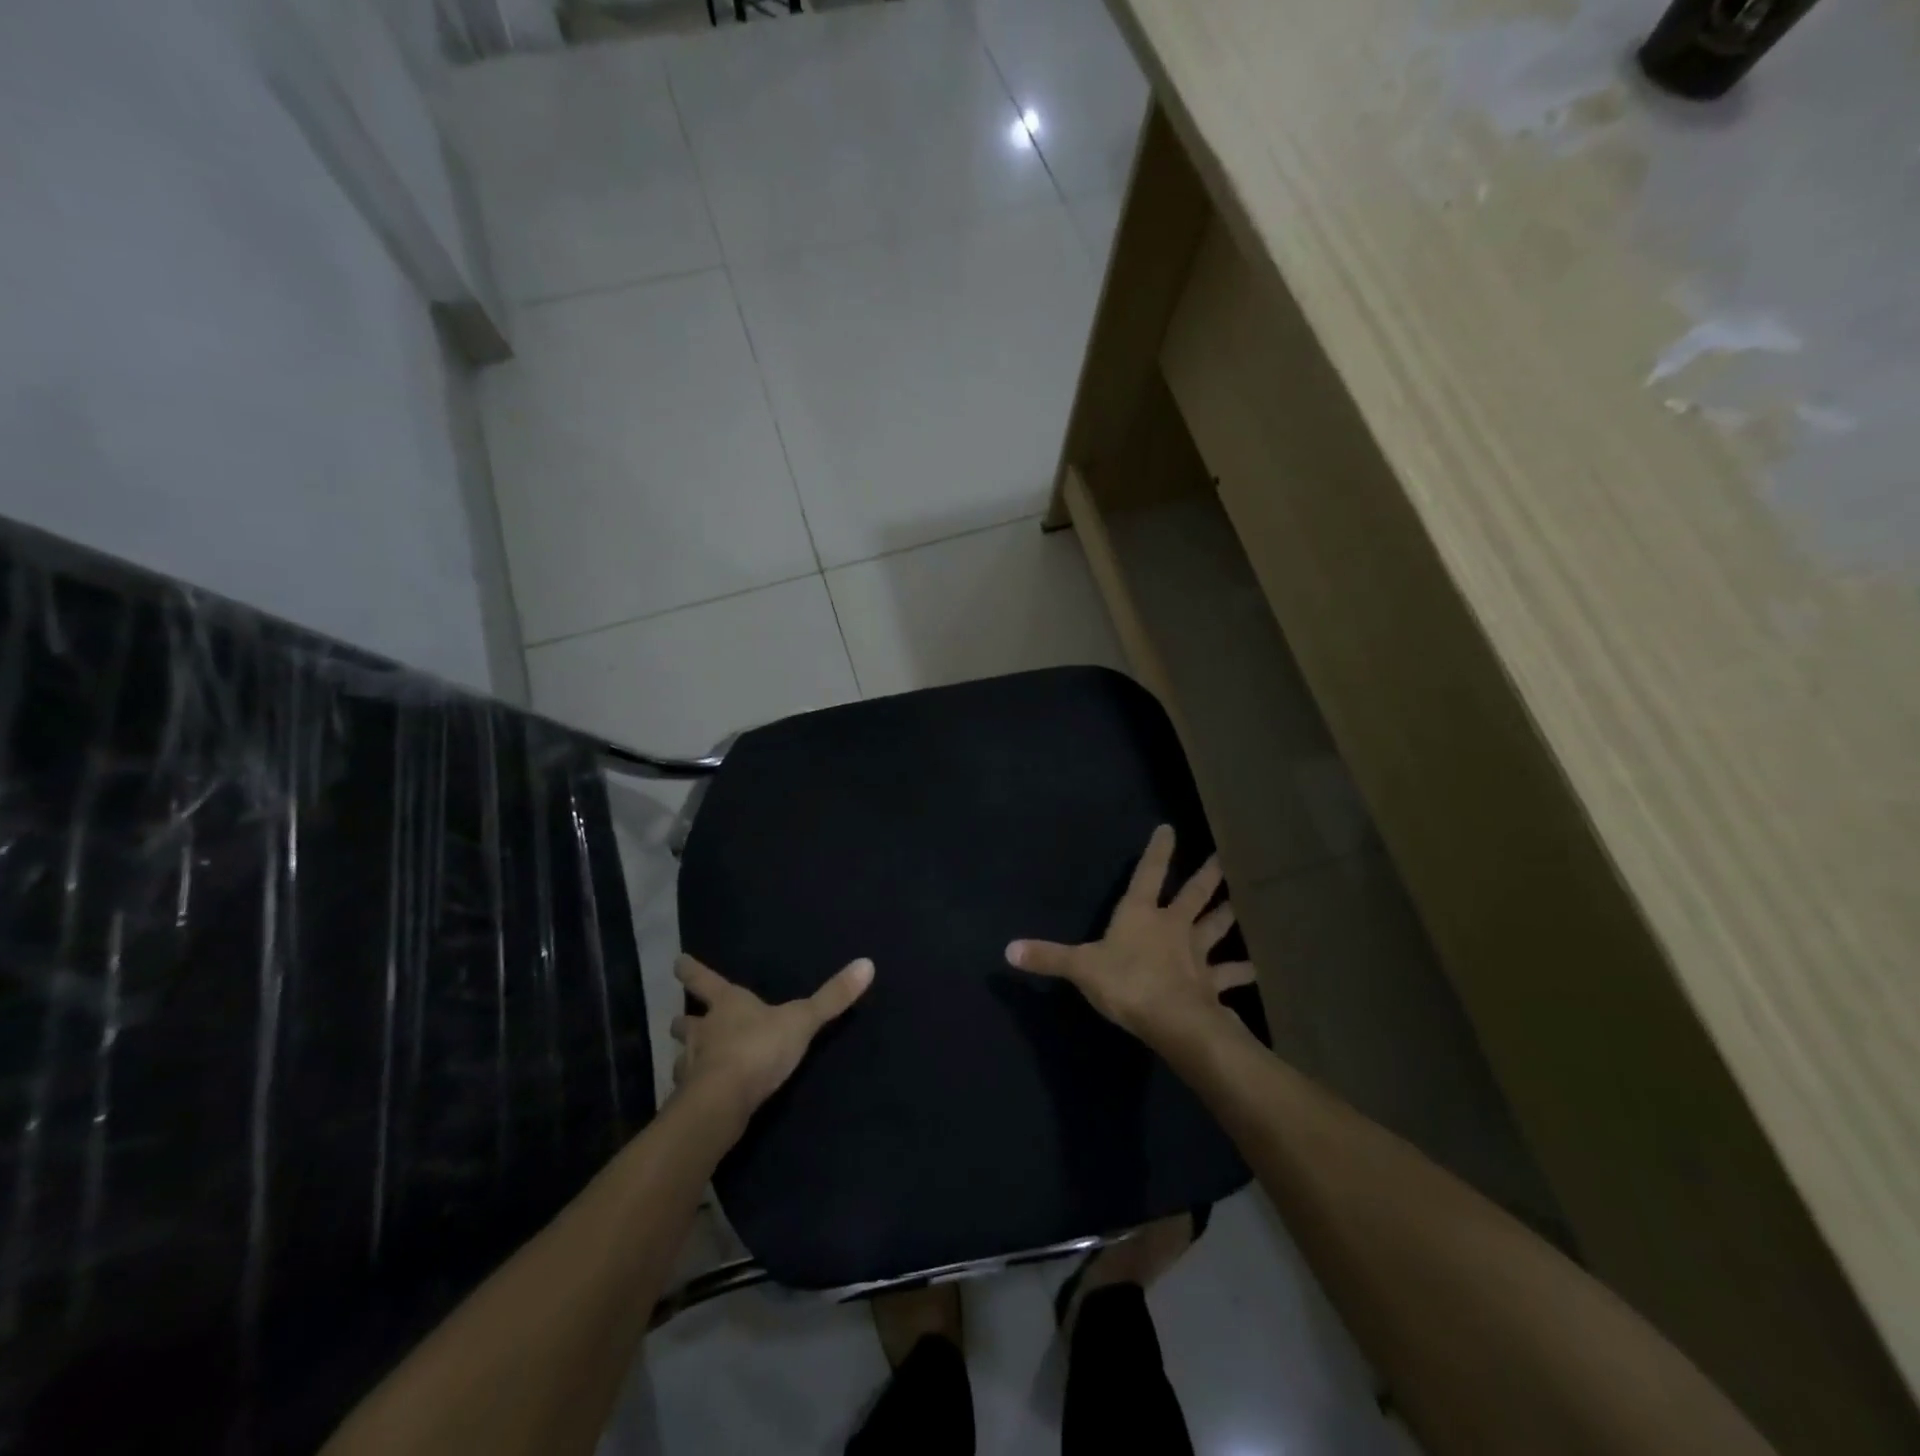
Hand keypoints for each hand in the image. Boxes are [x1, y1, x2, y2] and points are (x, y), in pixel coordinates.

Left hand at [670, 955, 873, 1117]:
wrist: (722, 1102)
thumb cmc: (759, 1049)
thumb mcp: (802, 1020)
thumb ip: (832, 997)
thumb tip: (867, 963)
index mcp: (727, 1004)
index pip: (704, 980)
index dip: (691, 970)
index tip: (678, 962)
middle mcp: (703, 1031)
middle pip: (685, 1021)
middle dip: (683, 1020)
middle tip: (679, 1019)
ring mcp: (691, 1065)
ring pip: (682, 1055)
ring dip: (686, 1055)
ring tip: (689, 1059)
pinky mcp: (690, 1098)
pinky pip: (687, 1089)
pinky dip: (691, 1088)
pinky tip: (698, 1095)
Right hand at [1005, 825, 1251, 1048]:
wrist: (1170, 1018)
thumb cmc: (1125, 982)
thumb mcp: (1080, 967)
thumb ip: (1047, 957)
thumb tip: (1007, 950)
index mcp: (1140, 914)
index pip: (1147, 874)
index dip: (1157, 851)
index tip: (1169, 828)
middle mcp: (1173, 926)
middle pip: (1194, 894)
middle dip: (1207, 875)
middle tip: (1224, 857)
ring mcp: (1196, 954)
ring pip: (1216, 927)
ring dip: (1228, 916)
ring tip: (1244, 904)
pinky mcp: (1210, 983)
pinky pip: (1230, 975)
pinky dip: (1243, 971)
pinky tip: (1258, 970)